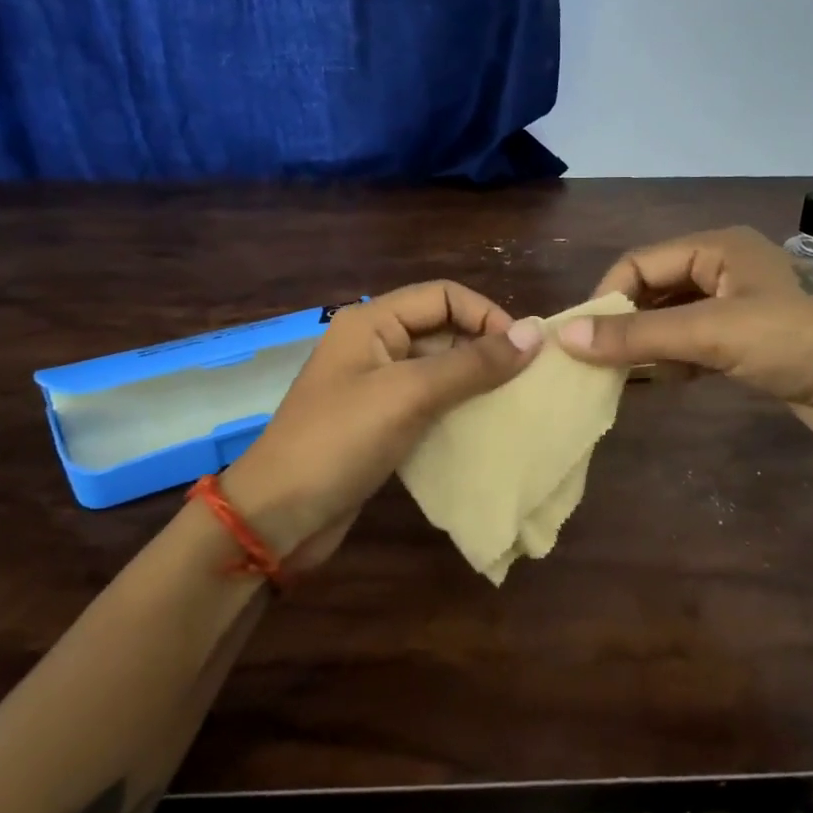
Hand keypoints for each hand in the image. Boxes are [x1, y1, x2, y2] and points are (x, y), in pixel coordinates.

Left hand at [219, 281, 540, 570]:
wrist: (278, 516)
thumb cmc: (340, 441)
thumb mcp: (409, 394)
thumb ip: (472, 364)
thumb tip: (534, 334)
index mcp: (373, 321)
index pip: (444, 295)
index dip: (487, 315)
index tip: (525, 351)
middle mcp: (375, 344)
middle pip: (443, 329)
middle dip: (486, 348)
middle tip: (528, 380)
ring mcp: (376, 385)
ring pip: (439, 368)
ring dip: (476, 381)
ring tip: (516, 404)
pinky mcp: (381, 422)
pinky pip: (429, 402)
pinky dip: (458, 409)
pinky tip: (485, 428)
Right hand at [554, 226, 812, 468]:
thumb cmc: (800, 343)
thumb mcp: (714, 333)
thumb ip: (639, 336)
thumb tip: (565, 336)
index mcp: (719, 247)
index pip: (641, 263)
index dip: (606, 296)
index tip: (577, 340)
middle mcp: (726, 271)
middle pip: (655, 291)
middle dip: (623, 324)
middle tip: (590, 363)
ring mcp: (741, 311)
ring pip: (673, 322)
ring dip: (644, 347)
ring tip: (612, 379)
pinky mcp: (751, 348)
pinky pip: (694, 348)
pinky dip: (671, 364)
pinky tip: (654, 386)